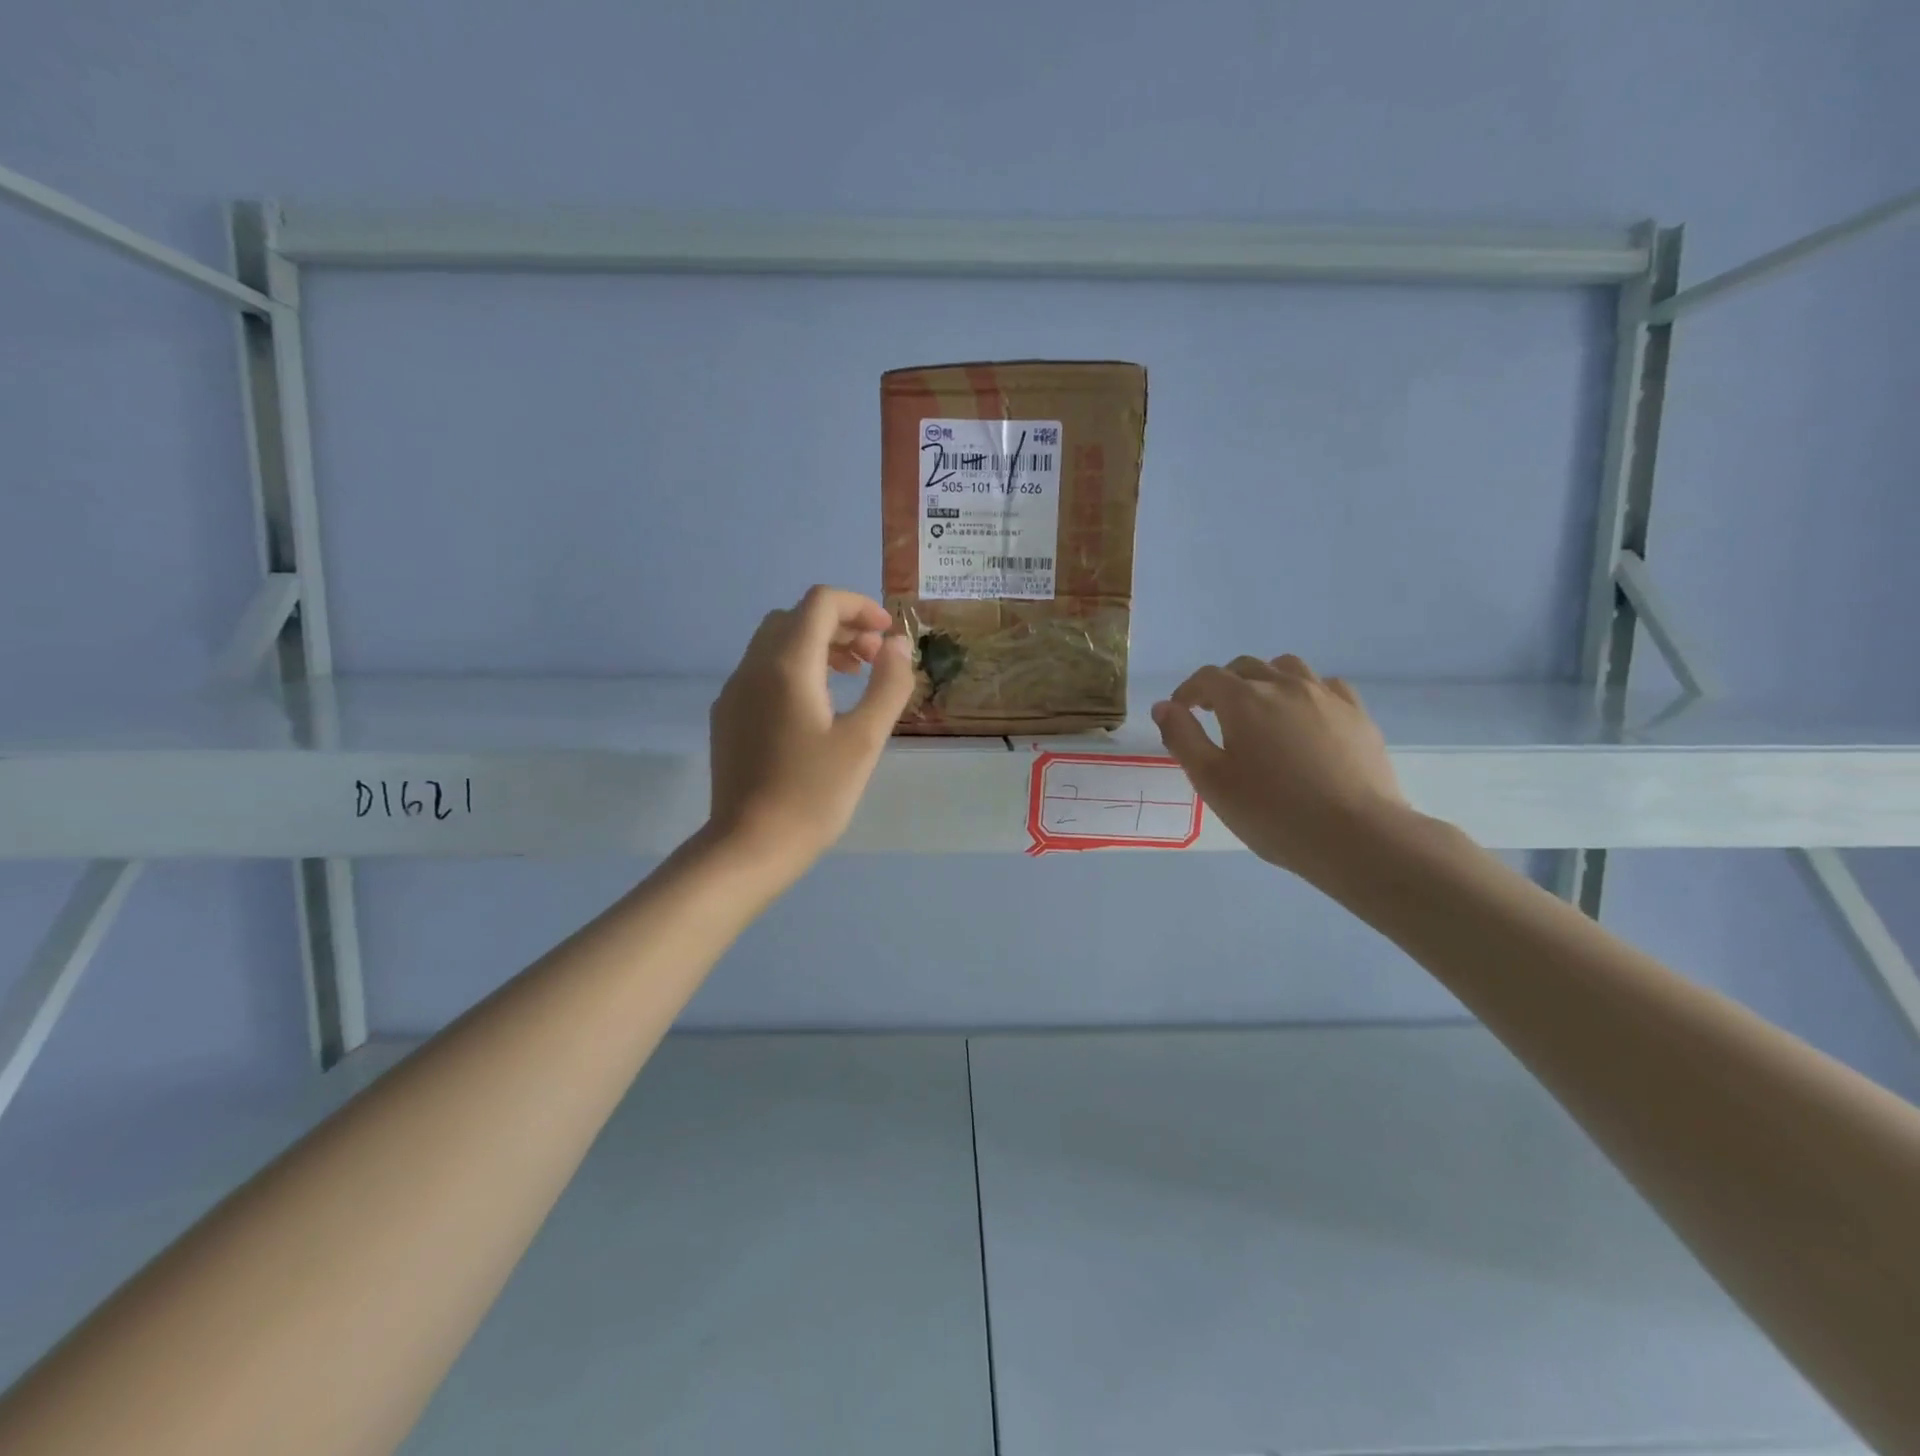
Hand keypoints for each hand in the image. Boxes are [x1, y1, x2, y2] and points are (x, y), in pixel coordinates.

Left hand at [706, 586, 914, 872]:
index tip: (887, 636)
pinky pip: (763, 670)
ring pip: (776, 643)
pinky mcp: (728, 716)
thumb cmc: (814, 794)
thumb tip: (898, 645)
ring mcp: (734, 691)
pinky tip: (817, 708)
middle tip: (873, 658)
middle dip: (840, 625)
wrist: (750, 846)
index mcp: (788, 665)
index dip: (859, 606)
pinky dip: (795, 667)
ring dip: (817, 645)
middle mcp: (754, 667)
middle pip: (796, 617)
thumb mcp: (865, 740)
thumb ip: (888, 685)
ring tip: (852, 677)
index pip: (820, 602)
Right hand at [1151, 655, 1410, 879]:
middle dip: (1224, 685)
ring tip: (1261, 711)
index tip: (1181, 712)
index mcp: (1244, 700)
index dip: (1188, 691)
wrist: (1356, 835)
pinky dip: (1305, 692)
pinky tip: (1305, 719)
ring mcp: (1326, 696)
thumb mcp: (1211, 781)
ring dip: (1265, 681)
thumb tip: (1165, 707)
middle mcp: (1284, 685)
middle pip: (1246, 667)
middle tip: (1215, 714)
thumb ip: (1182, 737)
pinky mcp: (1357, 714)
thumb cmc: (1272, 812)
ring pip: (1287, 668)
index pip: (1207, 677)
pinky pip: (1325, 686)